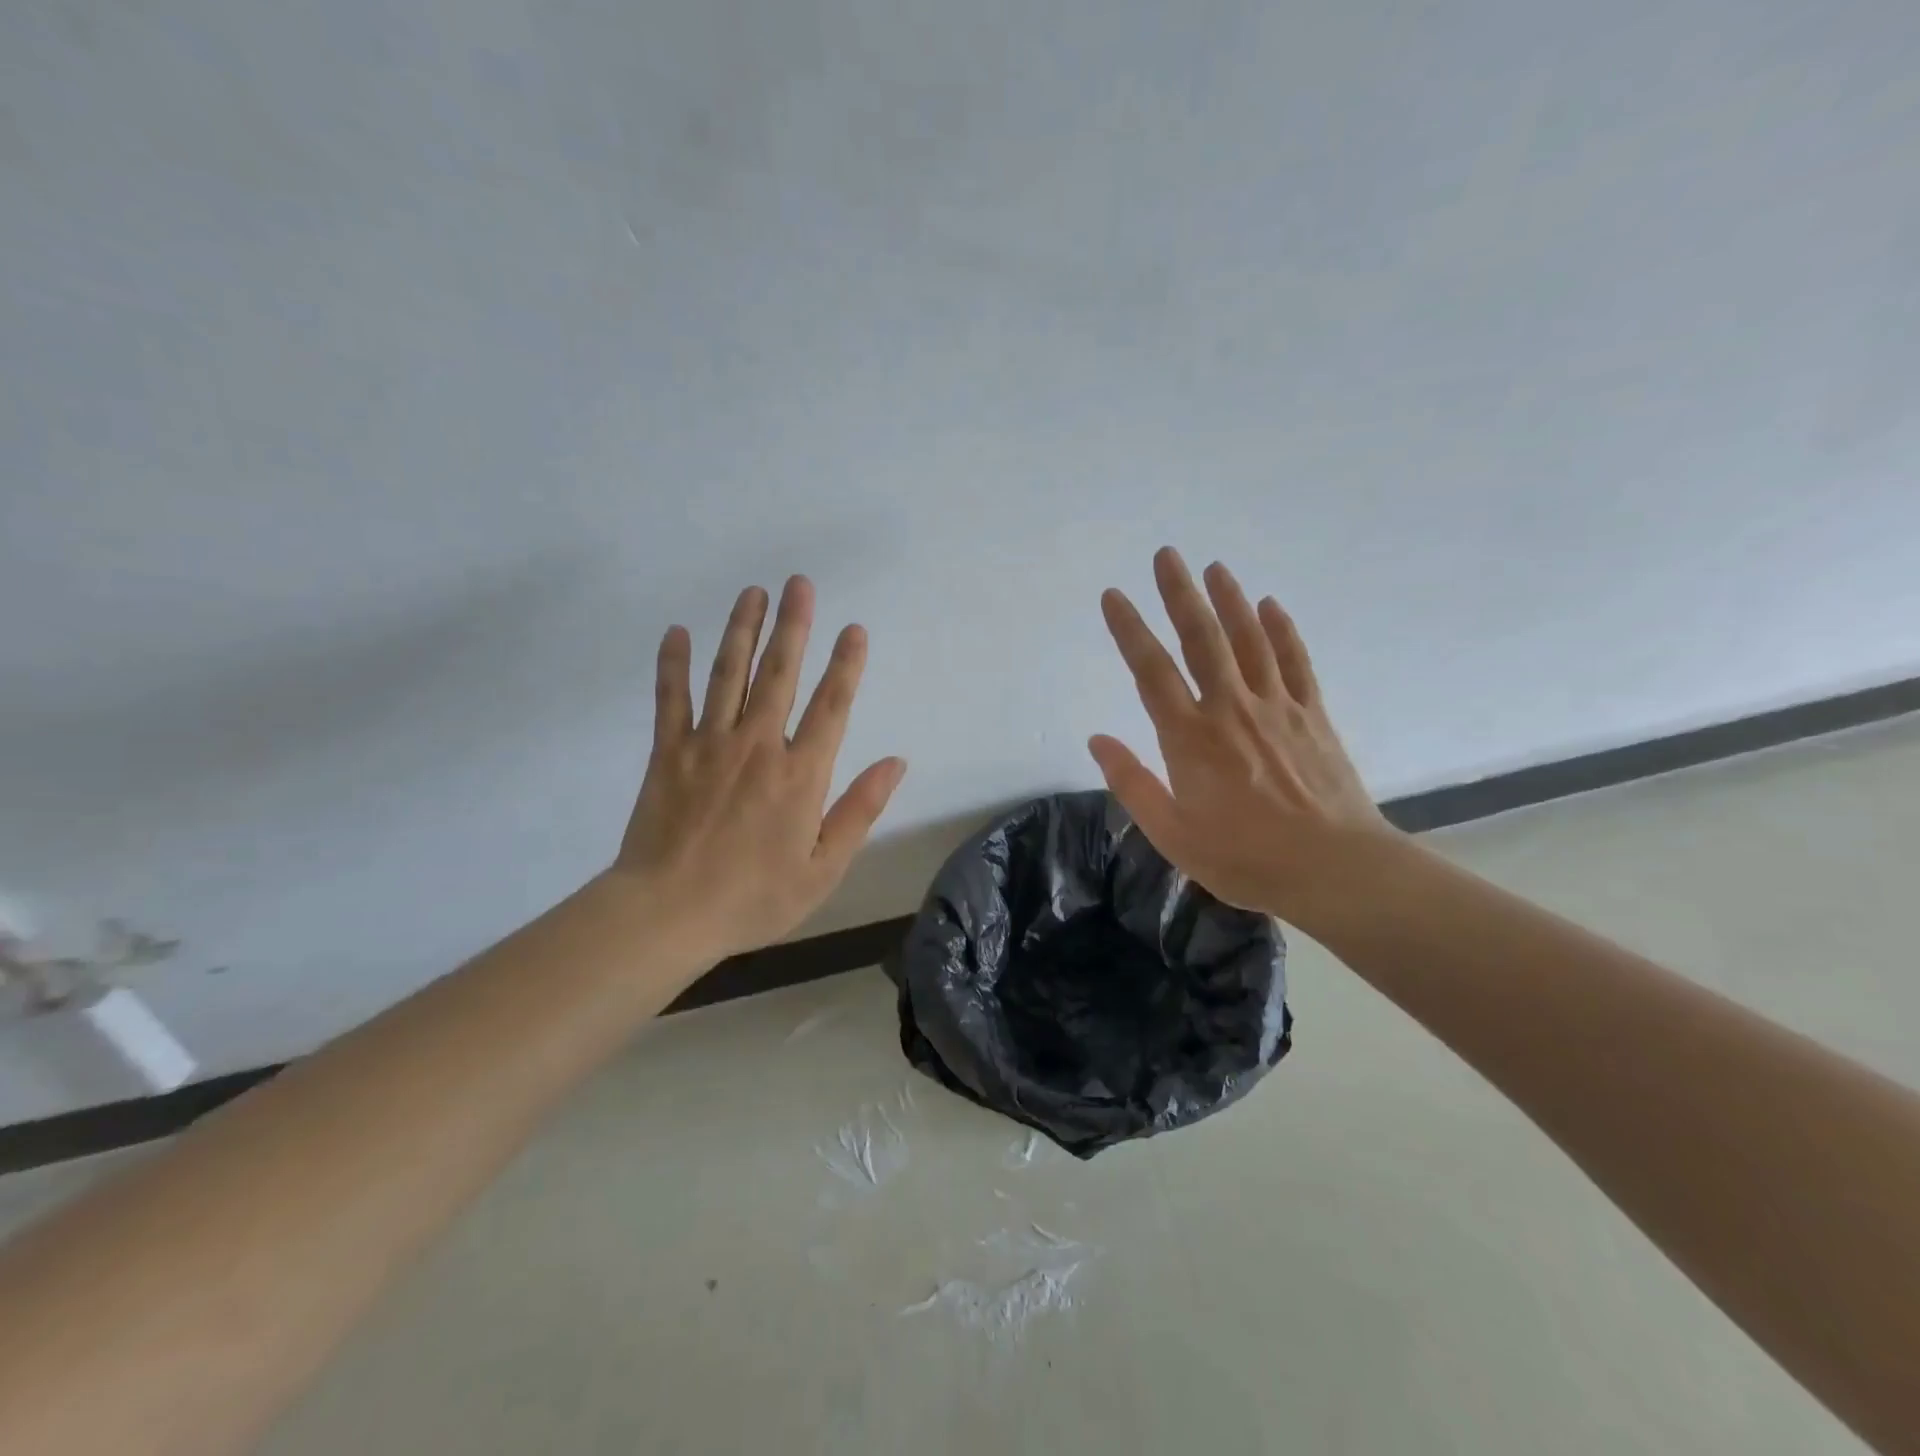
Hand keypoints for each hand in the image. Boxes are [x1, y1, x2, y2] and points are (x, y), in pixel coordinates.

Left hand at [608, 576, 906, 961]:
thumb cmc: (753, 898)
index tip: (854, 629)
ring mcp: (708, 744)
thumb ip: (860, 810)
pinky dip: (673, 664)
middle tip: (798, 583)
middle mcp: (758, 746)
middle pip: (779, 675)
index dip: (845, 665)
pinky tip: (677, 632)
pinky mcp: (667, 753)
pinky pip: (671, 699)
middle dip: (793, 626)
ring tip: (752, 592)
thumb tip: (896, 762)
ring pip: (728, 674)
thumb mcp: (822, 868)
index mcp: (800, 775)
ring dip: (743, 630)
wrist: (668, 914)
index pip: (832, 707)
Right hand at [1090, 548, 1395, 926]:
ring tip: (1215, 567)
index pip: (1152, 671)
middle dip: (1181, 594)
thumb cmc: (1244, 858)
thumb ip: (1132, 784)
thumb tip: (1098, 740)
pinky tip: (1271, 605)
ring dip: (1230, 600)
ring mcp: (1277, 708)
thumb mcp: (1172, 834)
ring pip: (1250, 641)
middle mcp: (1231, 709)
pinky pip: (1296, 663)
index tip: (1115, 596)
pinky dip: (1283, 631)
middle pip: (1202, 640)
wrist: (1334, 869)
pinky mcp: (1313, 716)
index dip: (1130, 630)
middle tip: (1167, 554)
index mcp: (1190, 738)